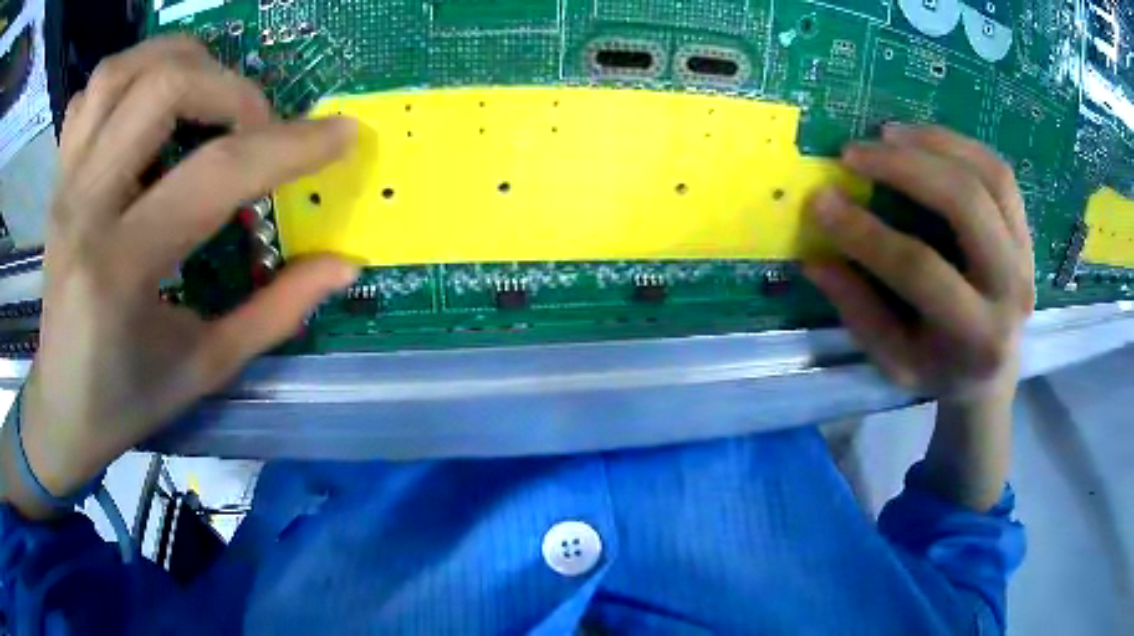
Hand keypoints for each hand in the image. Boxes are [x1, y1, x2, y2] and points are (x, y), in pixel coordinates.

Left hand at [11, 37, 357, 509]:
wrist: (60, 408)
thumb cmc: (127, 400)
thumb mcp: (206, 369)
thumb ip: (276, 311)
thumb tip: (343, 263)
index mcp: (120, 270)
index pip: (214, 175)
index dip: (289, 147)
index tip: (340, 136)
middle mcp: (84, 208)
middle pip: (164, 88)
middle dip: (233, 90)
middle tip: (258, 126)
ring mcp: (64, 184)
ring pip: (121, 71)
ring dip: (179, 60)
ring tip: (208, 90)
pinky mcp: (58, 177)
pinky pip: (91, 92)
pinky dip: (129, 75)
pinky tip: (148, 104)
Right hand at [805, 124, 1034, 405]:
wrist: (993, 375)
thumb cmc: (939, 371)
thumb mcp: (895, 362)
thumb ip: (860, 311)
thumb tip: (815, 258)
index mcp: (976, 337)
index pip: (921, 270)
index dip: (867, 232)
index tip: (821, 201)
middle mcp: (1010, 291)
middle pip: (966, 205)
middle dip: (905, 168)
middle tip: (854, 153)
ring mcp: (1025, 256)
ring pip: (989, 177)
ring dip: (934, 143)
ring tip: (888, 134)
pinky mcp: (1027, 233)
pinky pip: (1000, 173)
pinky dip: (960, 145)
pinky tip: (923, 139)